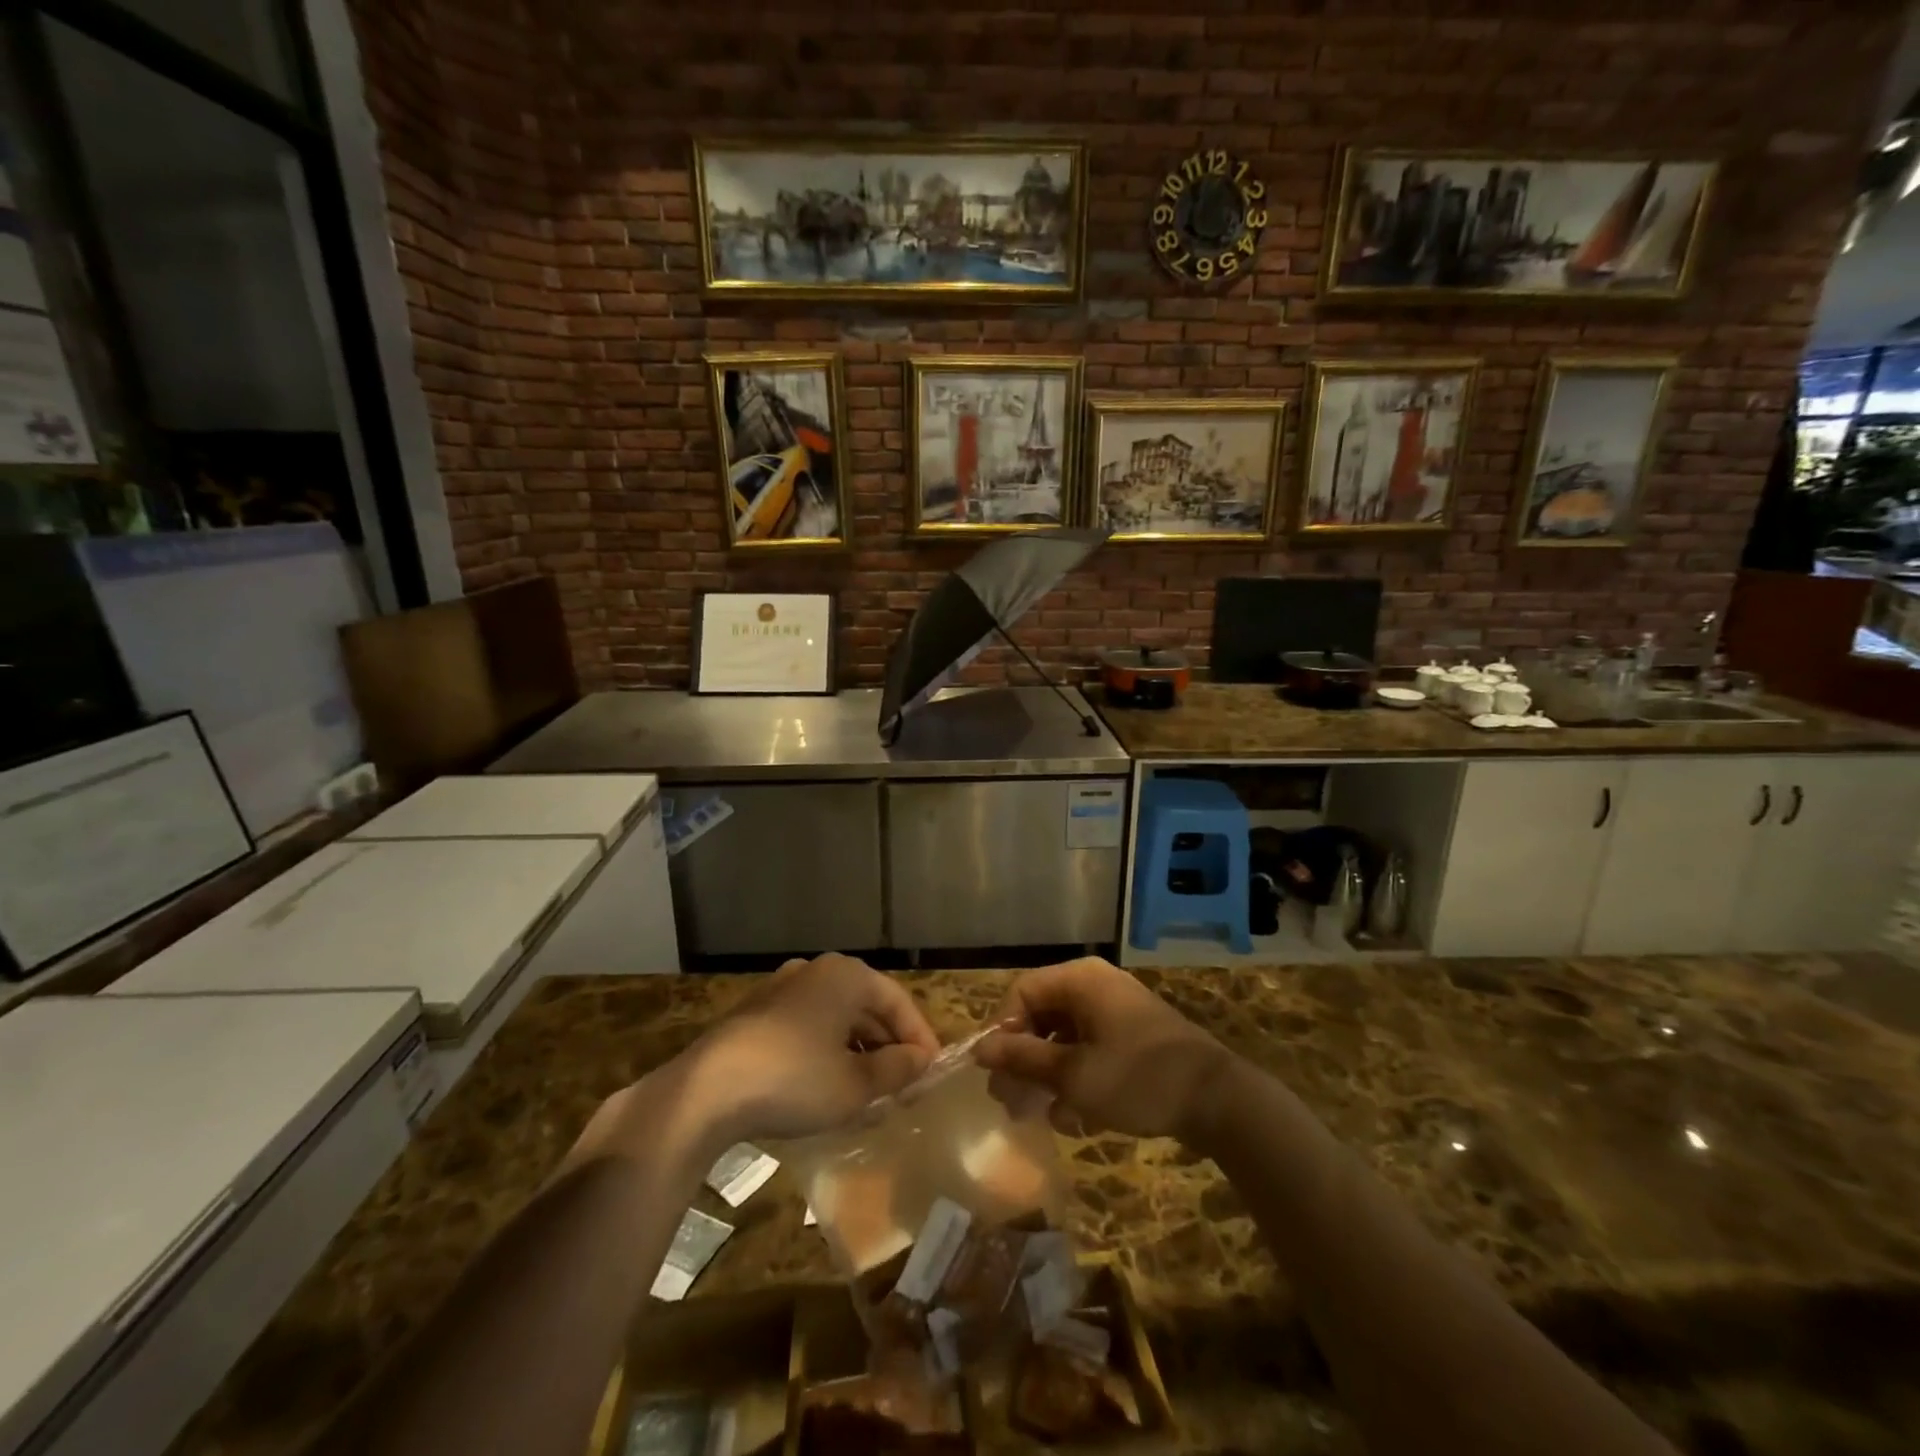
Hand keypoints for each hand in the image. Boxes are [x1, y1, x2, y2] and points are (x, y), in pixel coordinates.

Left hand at [677, 953, 940, 1144]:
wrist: (706, 1091)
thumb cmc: (794, 1080)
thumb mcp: (855, 1085)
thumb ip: (896, 1069)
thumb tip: (921, 1060)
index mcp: (846, 976)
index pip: (898, 1001)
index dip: (919, 1037)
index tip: (931, 1072)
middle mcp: (815, 971)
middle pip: (866, 1007)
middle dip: (887, 1046)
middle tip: (904, 1085)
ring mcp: (781, 990)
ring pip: (835, 1019)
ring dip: (857, 1052)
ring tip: (871, 1092)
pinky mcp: (755, 1015)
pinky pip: (807, 1029)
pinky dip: (826, 1053)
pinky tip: (828, 1088)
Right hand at [974, 958, 1232, 1142]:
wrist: (1217, 1100)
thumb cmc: (1138, 1078)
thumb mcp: (1073, 1074)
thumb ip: (1024, 1059)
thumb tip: (980, 1048)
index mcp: (1080, 980)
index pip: (1022, 993)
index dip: (1002, 1031)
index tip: (994, 1073)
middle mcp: (1095, 986)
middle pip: (1042, 1015)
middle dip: (1024, 1060)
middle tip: (1010, 1101)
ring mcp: (1116, 1011)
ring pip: (1064, 1038)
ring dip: (1048, 1076)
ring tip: (1040, 1116)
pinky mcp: (1132, 1038)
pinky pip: (1089, 1050)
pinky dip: (1076, 1079)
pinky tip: (1074, 1119)